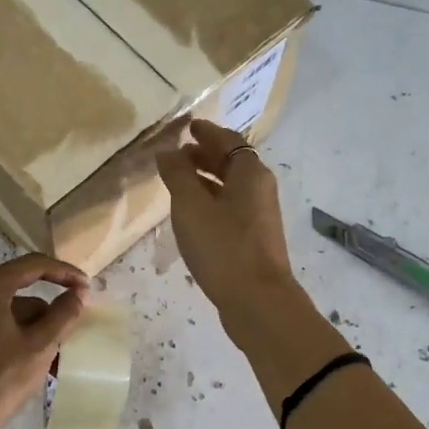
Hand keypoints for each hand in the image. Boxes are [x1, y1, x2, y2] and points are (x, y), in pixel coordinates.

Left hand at [0, 253, 88, 428]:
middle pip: (21, 290)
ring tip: (55, 359)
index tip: (87, 288)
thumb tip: (79, 292)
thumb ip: (63, 314)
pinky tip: (32, 365)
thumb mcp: (40, 346)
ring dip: (36, 329)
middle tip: (72, 329)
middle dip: (50, 310)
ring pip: (10, 313)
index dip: (65, 273)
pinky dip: (18, 338)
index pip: (34, 265)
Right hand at [156, 119, 296, 324]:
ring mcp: (260, 217)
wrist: (257, 301)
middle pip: (233, 163)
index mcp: (251, 173)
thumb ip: (177, 175)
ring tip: (179, 184)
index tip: (188, 127)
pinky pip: (231, 209)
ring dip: (207, 180)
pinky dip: (212, 202)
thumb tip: (167, 151)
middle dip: (206, 156)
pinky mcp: (254, 240)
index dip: (207, 132)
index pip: (229, 140)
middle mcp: (260, 189)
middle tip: (178, 154)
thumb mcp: (191, 207)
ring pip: (231, 188)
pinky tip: (193, 217)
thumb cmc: (223, 247)